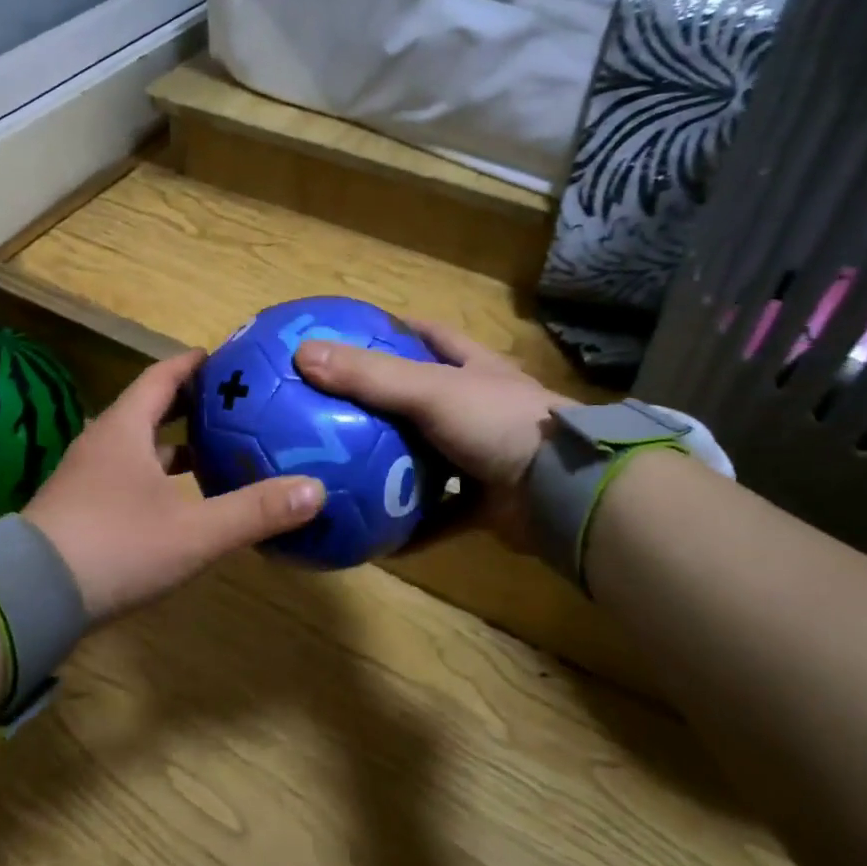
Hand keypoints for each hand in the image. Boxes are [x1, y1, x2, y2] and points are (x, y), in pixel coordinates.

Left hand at [23, 350, 325, 621]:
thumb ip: (254, 511)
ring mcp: (87, 477)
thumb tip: (315, 490)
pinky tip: (181, 500)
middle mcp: (103, 443)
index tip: (228, 360)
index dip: (195, 364)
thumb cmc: (115, 546)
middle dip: (190, 402)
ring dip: (174, 443)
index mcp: (124, 429)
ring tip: (215, 449)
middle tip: (233, 403)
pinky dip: (158, 476)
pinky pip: (127, 476)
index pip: (162, 376)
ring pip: (137, 445)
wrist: (30, 597)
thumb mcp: (193, 531)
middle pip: (150, 407)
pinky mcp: (80, 509)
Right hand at [294, 321, 571, 552]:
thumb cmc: (499, 423)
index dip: (393, 331)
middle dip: (382, 404)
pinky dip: (412, 524)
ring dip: (394, 466)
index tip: (350, 336)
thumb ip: (370, 375)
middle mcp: (478, 408)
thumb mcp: (431, 390)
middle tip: (331, 409)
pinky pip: (439, 514)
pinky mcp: (486, 502)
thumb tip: (303, 354)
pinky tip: (375, 534)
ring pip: (429, 458)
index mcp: (473, 369)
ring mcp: (484, 456)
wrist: (563, 492)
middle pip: (422, 398)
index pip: (429, 335)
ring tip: (343, 471)